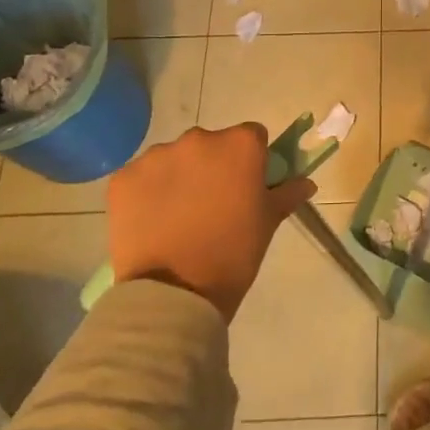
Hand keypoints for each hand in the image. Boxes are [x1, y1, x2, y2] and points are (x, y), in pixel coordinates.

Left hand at [106, 123, 316, 321]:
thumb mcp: (268, 222)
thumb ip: (287, 193)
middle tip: (213, 204)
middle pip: (210, 144)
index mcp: (239, 145)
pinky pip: (141, 177)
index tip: (246, 186)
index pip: (251, 136)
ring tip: (178, 216)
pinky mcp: (123, 178)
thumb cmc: (234, 252)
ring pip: (174, 159)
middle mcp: (198, 139)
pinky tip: (152, 221)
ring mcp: (156, 156)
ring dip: (178, 177)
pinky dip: (147, 193)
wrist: (175, 293)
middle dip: (212, 166)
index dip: (251, 160)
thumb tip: (306, 182)